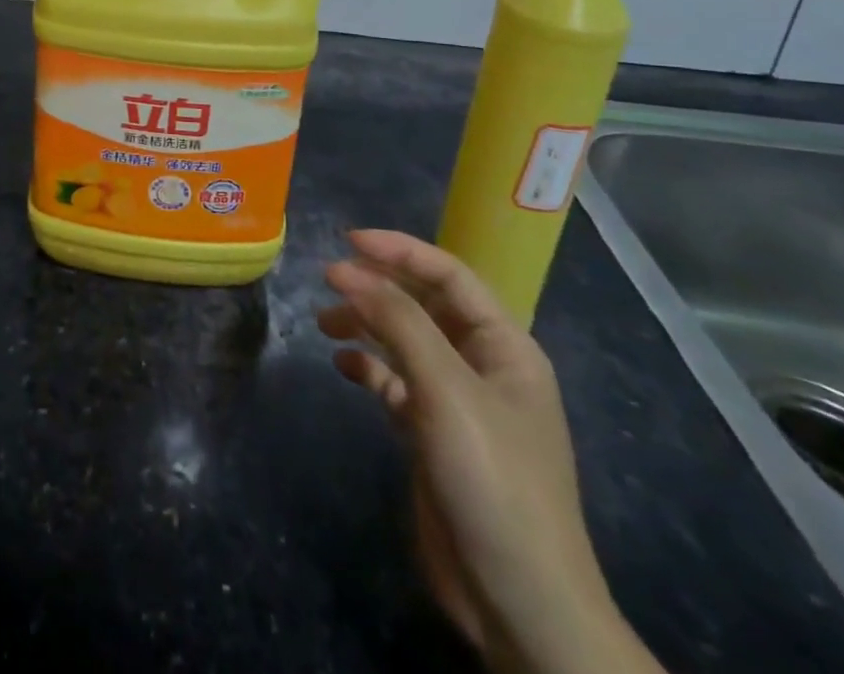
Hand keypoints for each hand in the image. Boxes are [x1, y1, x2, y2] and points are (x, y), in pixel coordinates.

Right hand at [318, 231, 659, 673]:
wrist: (519, 602)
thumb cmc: (492, 479)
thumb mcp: (447, 390)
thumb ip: (399, 322)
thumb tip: (349, 269)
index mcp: (504, 346)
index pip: (449, 275)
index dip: (400, 250)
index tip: (347, 241)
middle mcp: (481, 365)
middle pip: (424, 304)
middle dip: (377, 287)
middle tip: (327, 281)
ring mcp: (457, 402)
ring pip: (405, 341)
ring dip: (366, 325)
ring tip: (325, 324)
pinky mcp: (433, 434)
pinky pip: (395, 382)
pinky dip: (368, 368)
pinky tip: (342, 367)